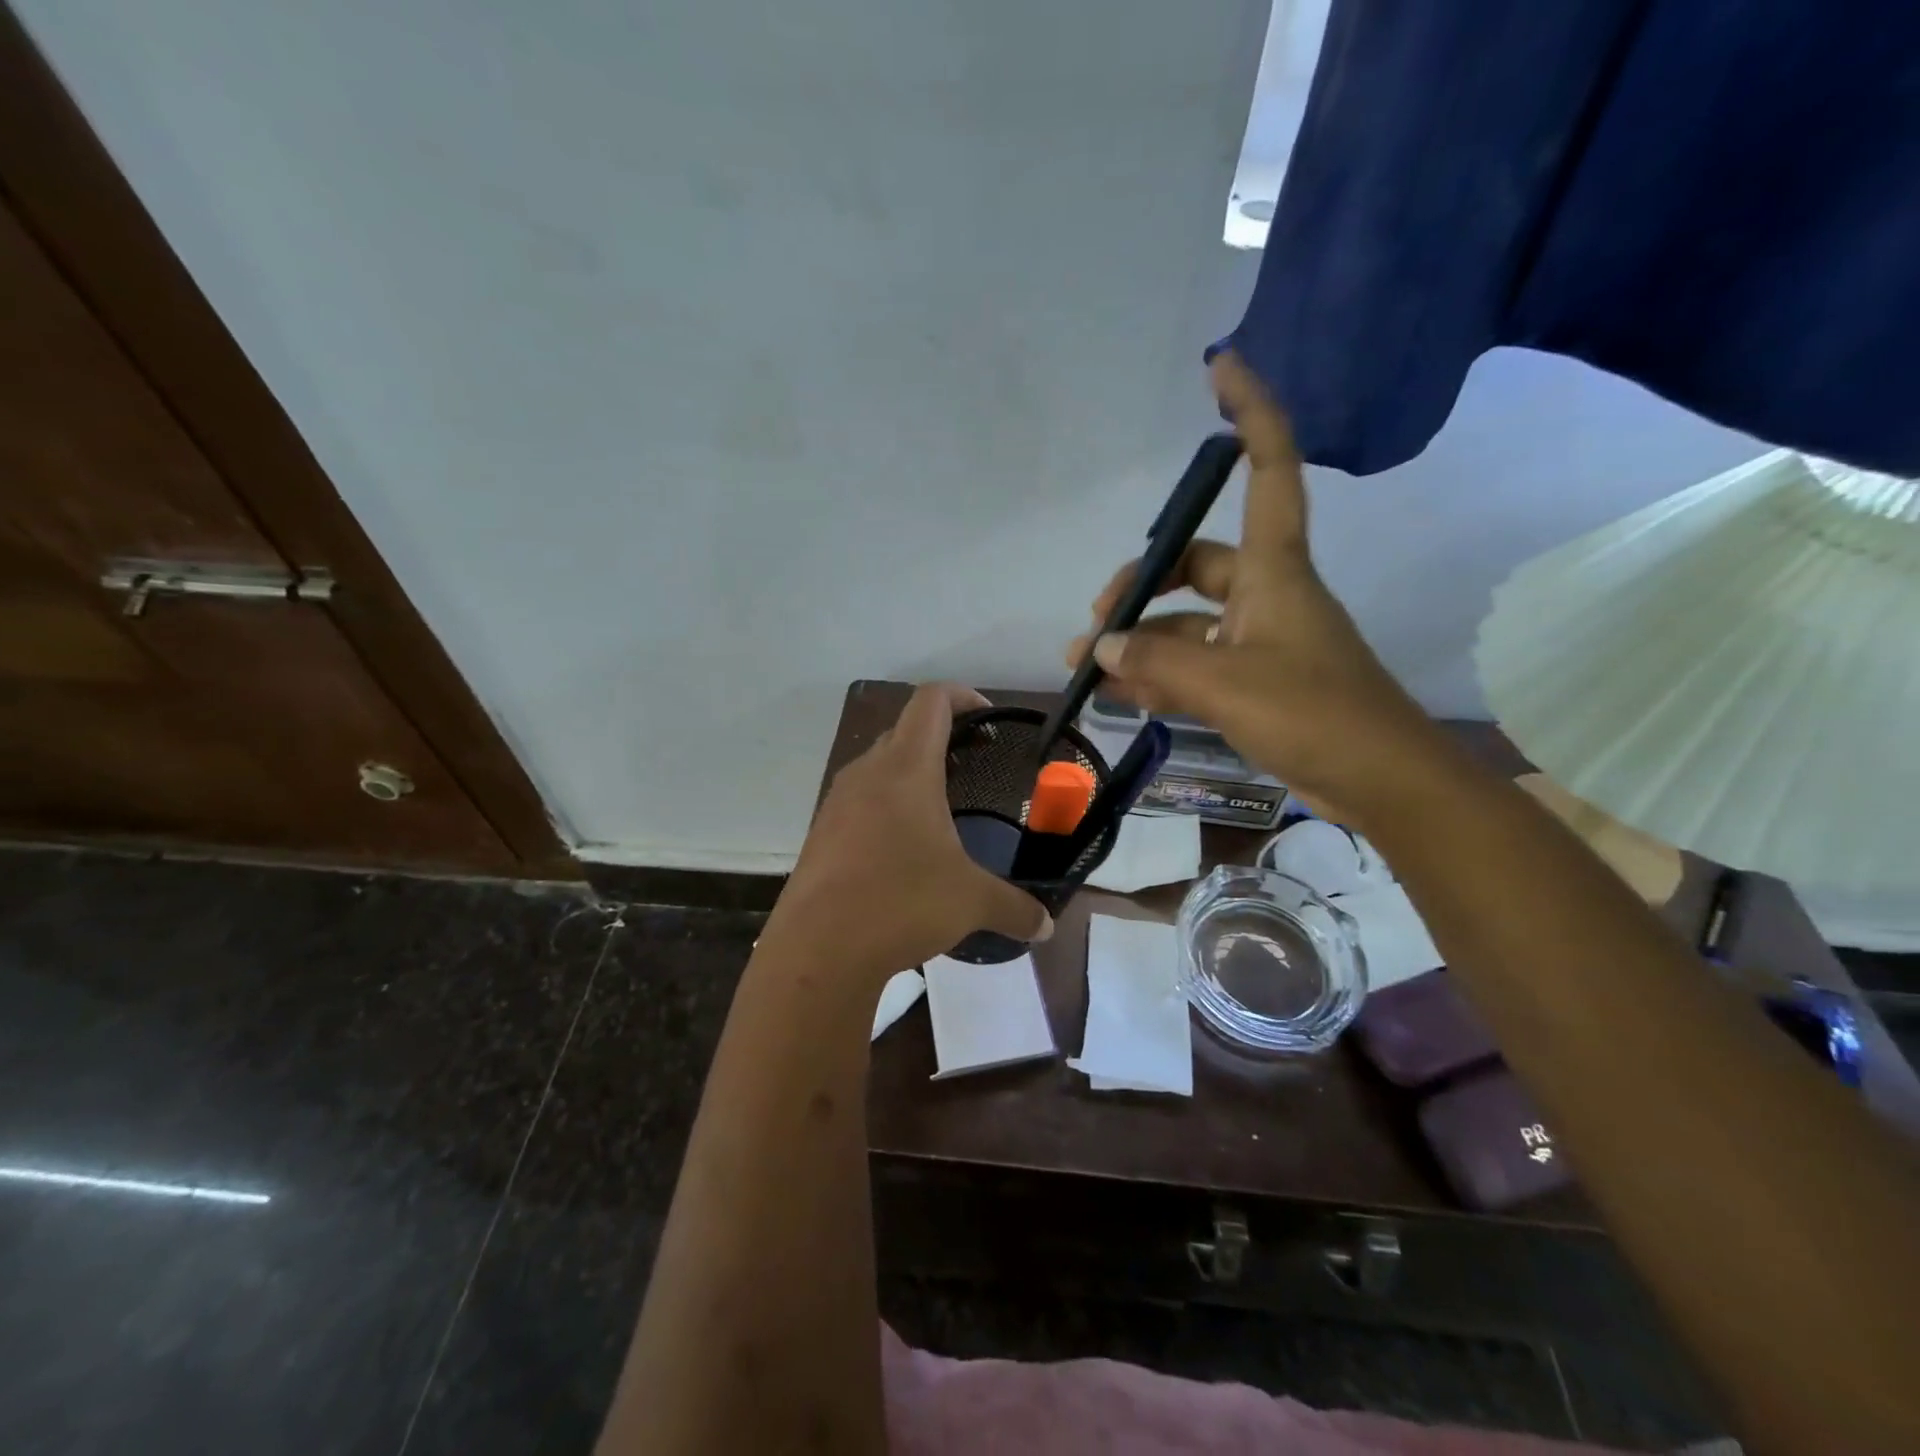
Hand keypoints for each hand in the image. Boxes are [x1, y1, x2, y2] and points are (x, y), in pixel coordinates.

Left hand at [771, 684, 1052, 978]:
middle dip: (941, 738)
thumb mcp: (971, 902)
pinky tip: (903, 848)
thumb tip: (1046, 927)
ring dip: (910, 773)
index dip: (963, 696)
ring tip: (940, 808)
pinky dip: (885, 806)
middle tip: (973, 766)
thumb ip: (1015, 908)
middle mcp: (867, 772)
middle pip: (905, 730)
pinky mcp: (821, 833)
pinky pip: (859, 800)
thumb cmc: (901, 903)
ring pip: (878, 766)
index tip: (989, 718)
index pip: (932, 700)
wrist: (818, 949)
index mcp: (907, 769)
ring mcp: (837, 802)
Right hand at [1066, 353, 1454, 830]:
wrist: (1383, 784)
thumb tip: (1102, 644)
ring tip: (1089, 670)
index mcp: (1273, 570)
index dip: (1249, 412)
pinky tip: (1122, 695)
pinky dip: (1159, 677)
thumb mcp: (1227, 684)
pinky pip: (1196, 667)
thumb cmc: (1316, 715)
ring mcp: (1260, 642)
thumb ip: (1158, 660)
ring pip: (1188, 626)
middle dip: (1141, 587)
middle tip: (1096, 624)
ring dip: (1141, 643)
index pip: (1267, 468)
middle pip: (1195, 566)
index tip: (1221, 365)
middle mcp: (1266, 595)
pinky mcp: (1256, 684)